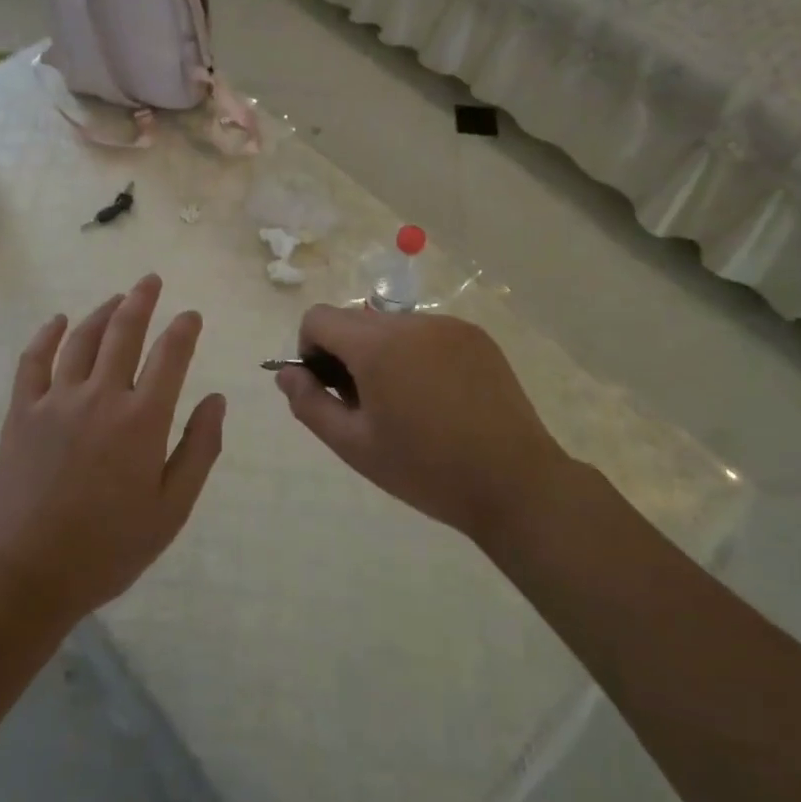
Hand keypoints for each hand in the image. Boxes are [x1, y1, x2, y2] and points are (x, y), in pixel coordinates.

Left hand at [0, 274, 225, 620]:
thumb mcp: (172, 508)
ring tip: (117, 298)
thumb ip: (199, 449)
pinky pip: (33, 360)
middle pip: (124, 333)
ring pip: (81, 339)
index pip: (170, 356)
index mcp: (142, 420)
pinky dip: (46, 335)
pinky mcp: (22, 411)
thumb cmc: (109, 547)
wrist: (27, 571)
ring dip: (102, 312)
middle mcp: (101, 396)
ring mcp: (56, 400)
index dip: (184, 330)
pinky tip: (56, 320)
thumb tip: (217, 400)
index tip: (191, 315)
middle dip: (142, 301)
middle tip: (150, 280)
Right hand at [275, 305, 566, 543]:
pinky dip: (417, 354)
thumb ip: (309, 404)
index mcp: (377, 345)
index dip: (309, 349)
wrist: (514, 483)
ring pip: (392, 326)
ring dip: (382, 352)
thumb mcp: (354, 446)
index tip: (327, 387)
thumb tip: (286, 374)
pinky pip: (427, 333)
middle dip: (346, 353)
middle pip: (355, 320)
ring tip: (406, 403)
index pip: (319, 317)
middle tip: (366, 404)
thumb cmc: (426, 470)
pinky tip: (438, 397)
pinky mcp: (476, 336)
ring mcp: (449, 325)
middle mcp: (411, 321)